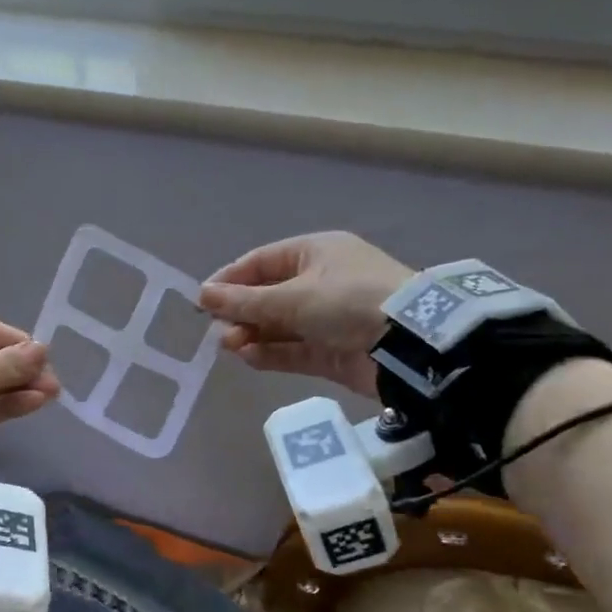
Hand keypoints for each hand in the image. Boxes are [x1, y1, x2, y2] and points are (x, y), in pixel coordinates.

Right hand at [199, 232, 415, 397]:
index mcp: (315, 253)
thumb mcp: (293, 297)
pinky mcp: (332, 351)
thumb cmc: (349, 302)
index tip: (203, 300)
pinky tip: (249, 358)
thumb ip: (244, 301)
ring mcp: (328, 318)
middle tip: (220, 331)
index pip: (261, 262)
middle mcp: (321, 282)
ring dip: (252, 335)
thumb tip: (202, 294)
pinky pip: (292, 349)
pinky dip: (271, 353)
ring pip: (278, 326)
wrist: (410, 344)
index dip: (230, 279)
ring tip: (231, 347)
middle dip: (240, 313)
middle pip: (267, 296)